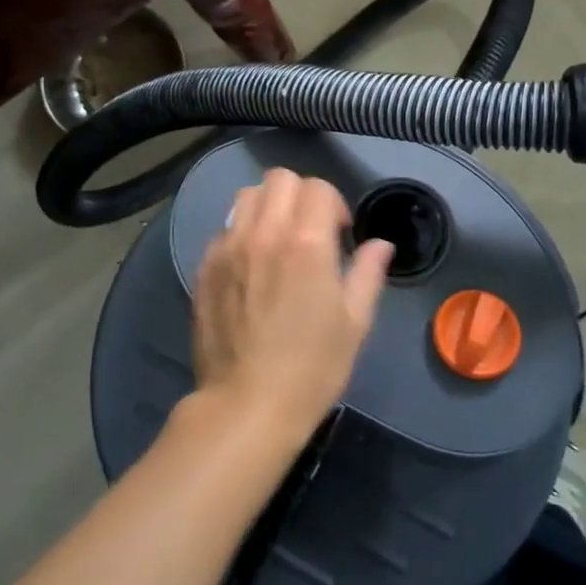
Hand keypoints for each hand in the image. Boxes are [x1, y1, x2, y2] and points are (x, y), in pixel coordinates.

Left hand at [192, 169, 392, 440]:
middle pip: (279, 179)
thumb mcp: (354, 322)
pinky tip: (251, 265)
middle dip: (301, 195)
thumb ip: (368, 273)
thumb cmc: (312, 368)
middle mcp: (264, 233)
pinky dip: (242, 232)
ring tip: (277, 240)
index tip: (339, 234)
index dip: (334, 204)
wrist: (247, 406)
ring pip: (246, 195)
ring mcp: (228, 248)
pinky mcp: (204, 267)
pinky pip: (224, 228)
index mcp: (307, 243)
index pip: (318, 187)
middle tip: (309, 230)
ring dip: (267, 206)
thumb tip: (381, 245)